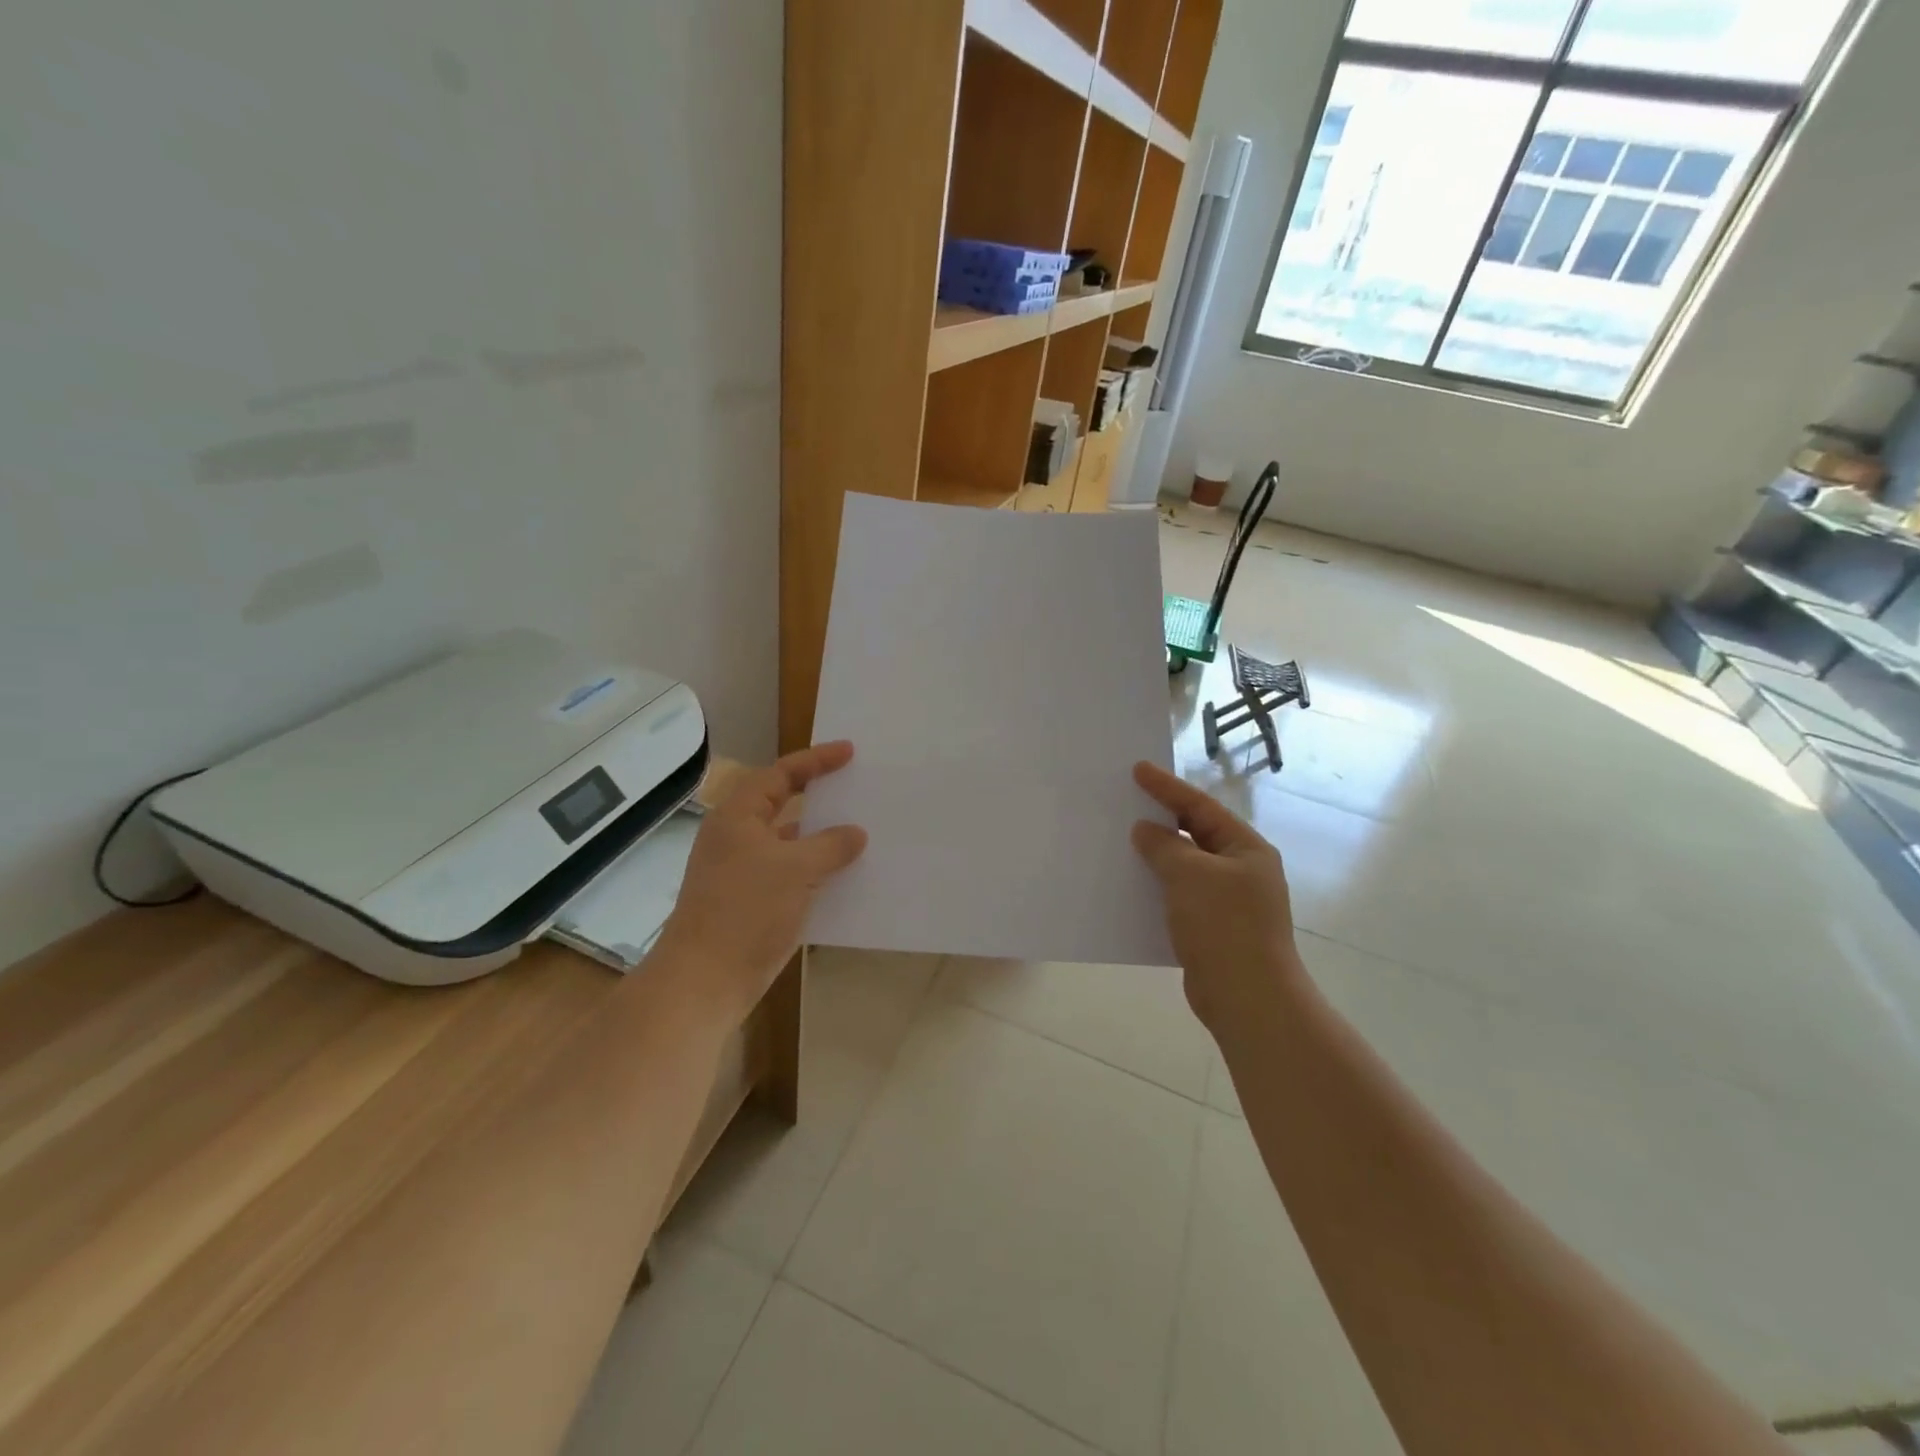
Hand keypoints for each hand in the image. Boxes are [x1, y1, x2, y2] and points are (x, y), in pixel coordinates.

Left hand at [653, 742, 867, 1023]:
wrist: (704, 981)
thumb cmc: (745, 912)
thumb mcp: (795, 870)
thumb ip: (830, 845)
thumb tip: (855, 833)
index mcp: (738, 817)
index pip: (780, 774)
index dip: (815, 760)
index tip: (849, 752)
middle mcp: (737, 838)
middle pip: (782, 804)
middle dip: (819, 796)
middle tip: (856, 787)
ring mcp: (742, 872)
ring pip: (789, 843)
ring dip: (820, 838)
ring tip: (861, 832)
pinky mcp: (750, 903)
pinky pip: (790, 874)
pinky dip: (815, 871)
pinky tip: (845, 878)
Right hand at [1131, 761, 1302, 1036]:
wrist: (1247, 999)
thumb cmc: (1224, 926)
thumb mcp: (1190, 875)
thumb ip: (1164, 846)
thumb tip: (1146, 830)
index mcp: (1245, 849)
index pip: (1200, 807)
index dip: (1167, 787)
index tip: (1137, 769)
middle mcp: (1241, 870)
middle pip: (1195, 833)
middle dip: (1161, 818)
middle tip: (1127, 801)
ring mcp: (1228, 901)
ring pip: (1185, 866)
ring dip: (1156, 854)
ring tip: (1122, 840)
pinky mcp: (1212, 927)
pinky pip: (1179, 894)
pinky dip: (1157, 885)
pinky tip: (1132, 884)